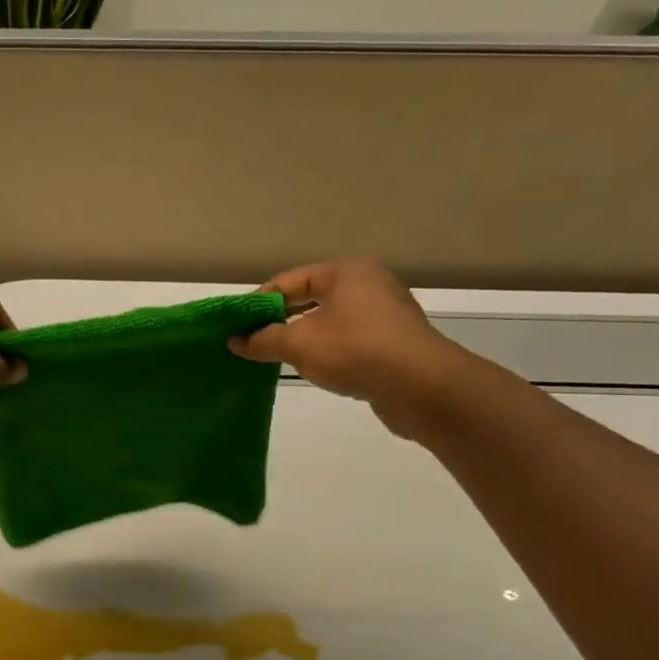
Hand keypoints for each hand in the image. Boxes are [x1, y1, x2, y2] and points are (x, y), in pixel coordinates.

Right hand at [230, 259, 468, 438]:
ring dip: (302, 338)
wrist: (423, 387)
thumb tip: (235, 340)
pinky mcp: (393, 342)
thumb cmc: (356, 352)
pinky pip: (348, 339)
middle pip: (310, 299)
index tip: (236, 326)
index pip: (289, 281)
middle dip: (279, 321)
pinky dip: (326, 350)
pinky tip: (313, 368)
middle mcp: (368, 284)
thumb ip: (263, 340)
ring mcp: (385, 313)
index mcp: (346, 272)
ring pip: (329, 321)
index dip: (259, 303)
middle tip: (251, 343)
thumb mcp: (299, 344)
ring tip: (275, 358)